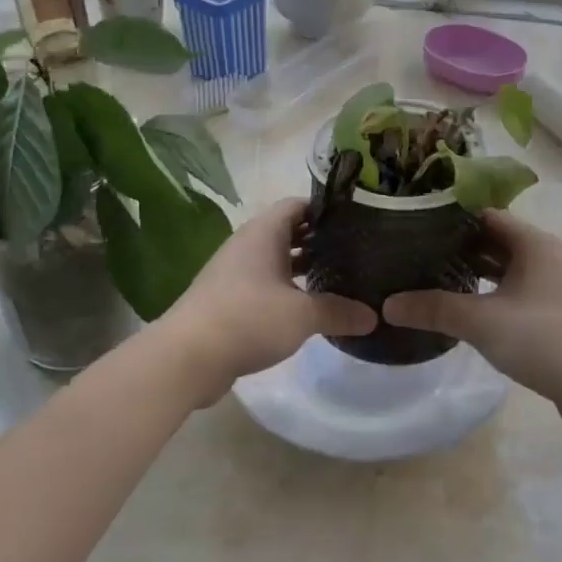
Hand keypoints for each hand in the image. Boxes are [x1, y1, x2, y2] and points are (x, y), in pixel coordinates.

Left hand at [161, 198, 375, 385]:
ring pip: (276, 260)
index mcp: (263, 233)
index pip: (298, 205)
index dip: (326, 209)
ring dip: (303, 268)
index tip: (356, 221)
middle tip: (356, 252)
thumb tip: (373, 316)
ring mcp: (234, 273)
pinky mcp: (229, 300)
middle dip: (320, 240)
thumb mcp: (302, 315)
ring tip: (339, 278)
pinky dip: (287, 290)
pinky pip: (265, 284)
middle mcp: (247, 245)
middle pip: (289, 231)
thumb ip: (339, 311)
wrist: (188, 357)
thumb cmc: (248, 319)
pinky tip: (309, 308)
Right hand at [382, 211, 561, 425]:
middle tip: (418, 255)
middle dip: (460, 248)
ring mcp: (558, 286)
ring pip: (510, 270)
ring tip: (436, 280)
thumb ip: (434, 309)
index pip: (487, 215)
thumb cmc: (544, 339)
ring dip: (478, 274)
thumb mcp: (482, 321)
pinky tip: (471, 311)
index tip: (416, 226)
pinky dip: (495, 295)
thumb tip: (388, 305)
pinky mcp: (560, 314)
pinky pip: (520, 293)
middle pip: (498, 242)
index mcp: (535, 243)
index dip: (452, 219)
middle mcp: (549, 256)